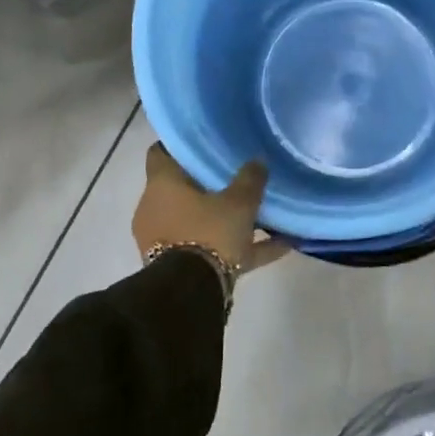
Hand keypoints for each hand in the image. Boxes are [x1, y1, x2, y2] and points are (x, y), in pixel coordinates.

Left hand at [133, 143, 287, 272]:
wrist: (191, 293)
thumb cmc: (209, 232)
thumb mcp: (238, 203)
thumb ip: (250, 179)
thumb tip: (258, 161)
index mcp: (161, 185)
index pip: (160, 153)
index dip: (180, 147)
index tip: (203, 142)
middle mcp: (155, 209)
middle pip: (181, 188)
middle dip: (206, 185)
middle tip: (235, 174)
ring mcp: (163, 240)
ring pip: (197, 221)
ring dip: (224, 219)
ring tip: (261, 214)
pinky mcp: (177, 267)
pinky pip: (211, 250)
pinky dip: (238, 248)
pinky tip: (279, 245)